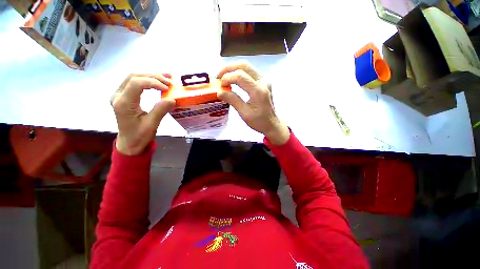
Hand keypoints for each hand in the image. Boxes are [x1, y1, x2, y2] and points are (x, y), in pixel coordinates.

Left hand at [111, 74, 175, 154]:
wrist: (129, 143)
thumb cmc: (139, 136)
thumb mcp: (151, 125)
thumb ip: (160, 110)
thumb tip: (172, 99)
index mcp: (123, 103)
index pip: (136, 83)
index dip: (153, 82)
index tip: (167, 89)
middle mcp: (118, 95)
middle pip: (134, 76)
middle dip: (154, 76)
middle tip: (170, 81)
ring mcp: (119, 94)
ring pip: (134, 77)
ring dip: (151, 76)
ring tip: (167, 77)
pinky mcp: (124, 96)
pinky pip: (135, 82)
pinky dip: (148, 80)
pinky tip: (158, 81)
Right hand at [217, 63, 289, 144]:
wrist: (272, 124)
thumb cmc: (259, 121)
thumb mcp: (245, 114)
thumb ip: (233, 101)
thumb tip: (220, 92)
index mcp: (258, 91)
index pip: (240, 76)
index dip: (227, 78)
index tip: (220, 86)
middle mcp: (263, 81)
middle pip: (244, 66)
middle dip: (229, 69)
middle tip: (219, 77)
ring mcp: (264, 80)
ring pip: (247, 67)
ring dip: (233, 70)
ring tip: (224, 78)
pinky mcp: (263, 82)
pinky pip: (250, 72)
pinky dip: (239, 73)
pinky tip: (233, 80)